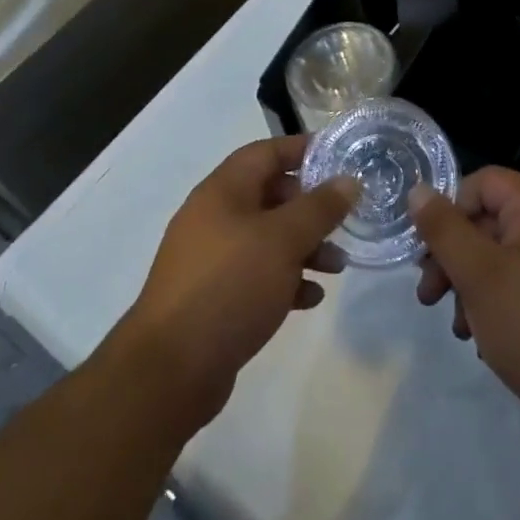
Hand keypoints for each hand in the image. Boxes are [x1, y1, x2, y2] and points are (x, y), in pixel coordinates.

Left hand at [118, 136, 355, 427]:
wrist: (170, 370)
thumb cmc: (230, 285)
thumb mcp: (283, 240)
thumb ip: (320, 208)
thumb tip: (349, 180)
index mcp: (223, 190)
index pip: (267, 152)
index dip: (303, 150)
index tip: (340, 157)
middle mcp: (214, 217)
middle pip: (270, 196)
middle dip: (310, 207)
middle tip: (344, 219)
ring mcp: (211, 259)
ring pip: (267, 239)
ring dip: (304, 247)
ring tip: (338, 266)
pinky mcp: (214, 297)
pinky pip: (257, 275)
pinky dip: (285, 280)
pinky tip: (311, 298)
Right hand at [410, 168, 519, 431]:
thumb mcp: (478, 275)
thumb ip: (444, 230)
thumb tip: (418, 191)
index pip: (484, 182)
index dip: (451, 208)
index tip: (429, 250)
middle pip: (490, 222)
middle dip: (454, 257)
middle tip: (428, 297)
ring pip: (502, 257)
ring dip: (471, 286)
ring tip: (459, 329)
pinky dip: (497, 303)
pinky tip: (485, 341)